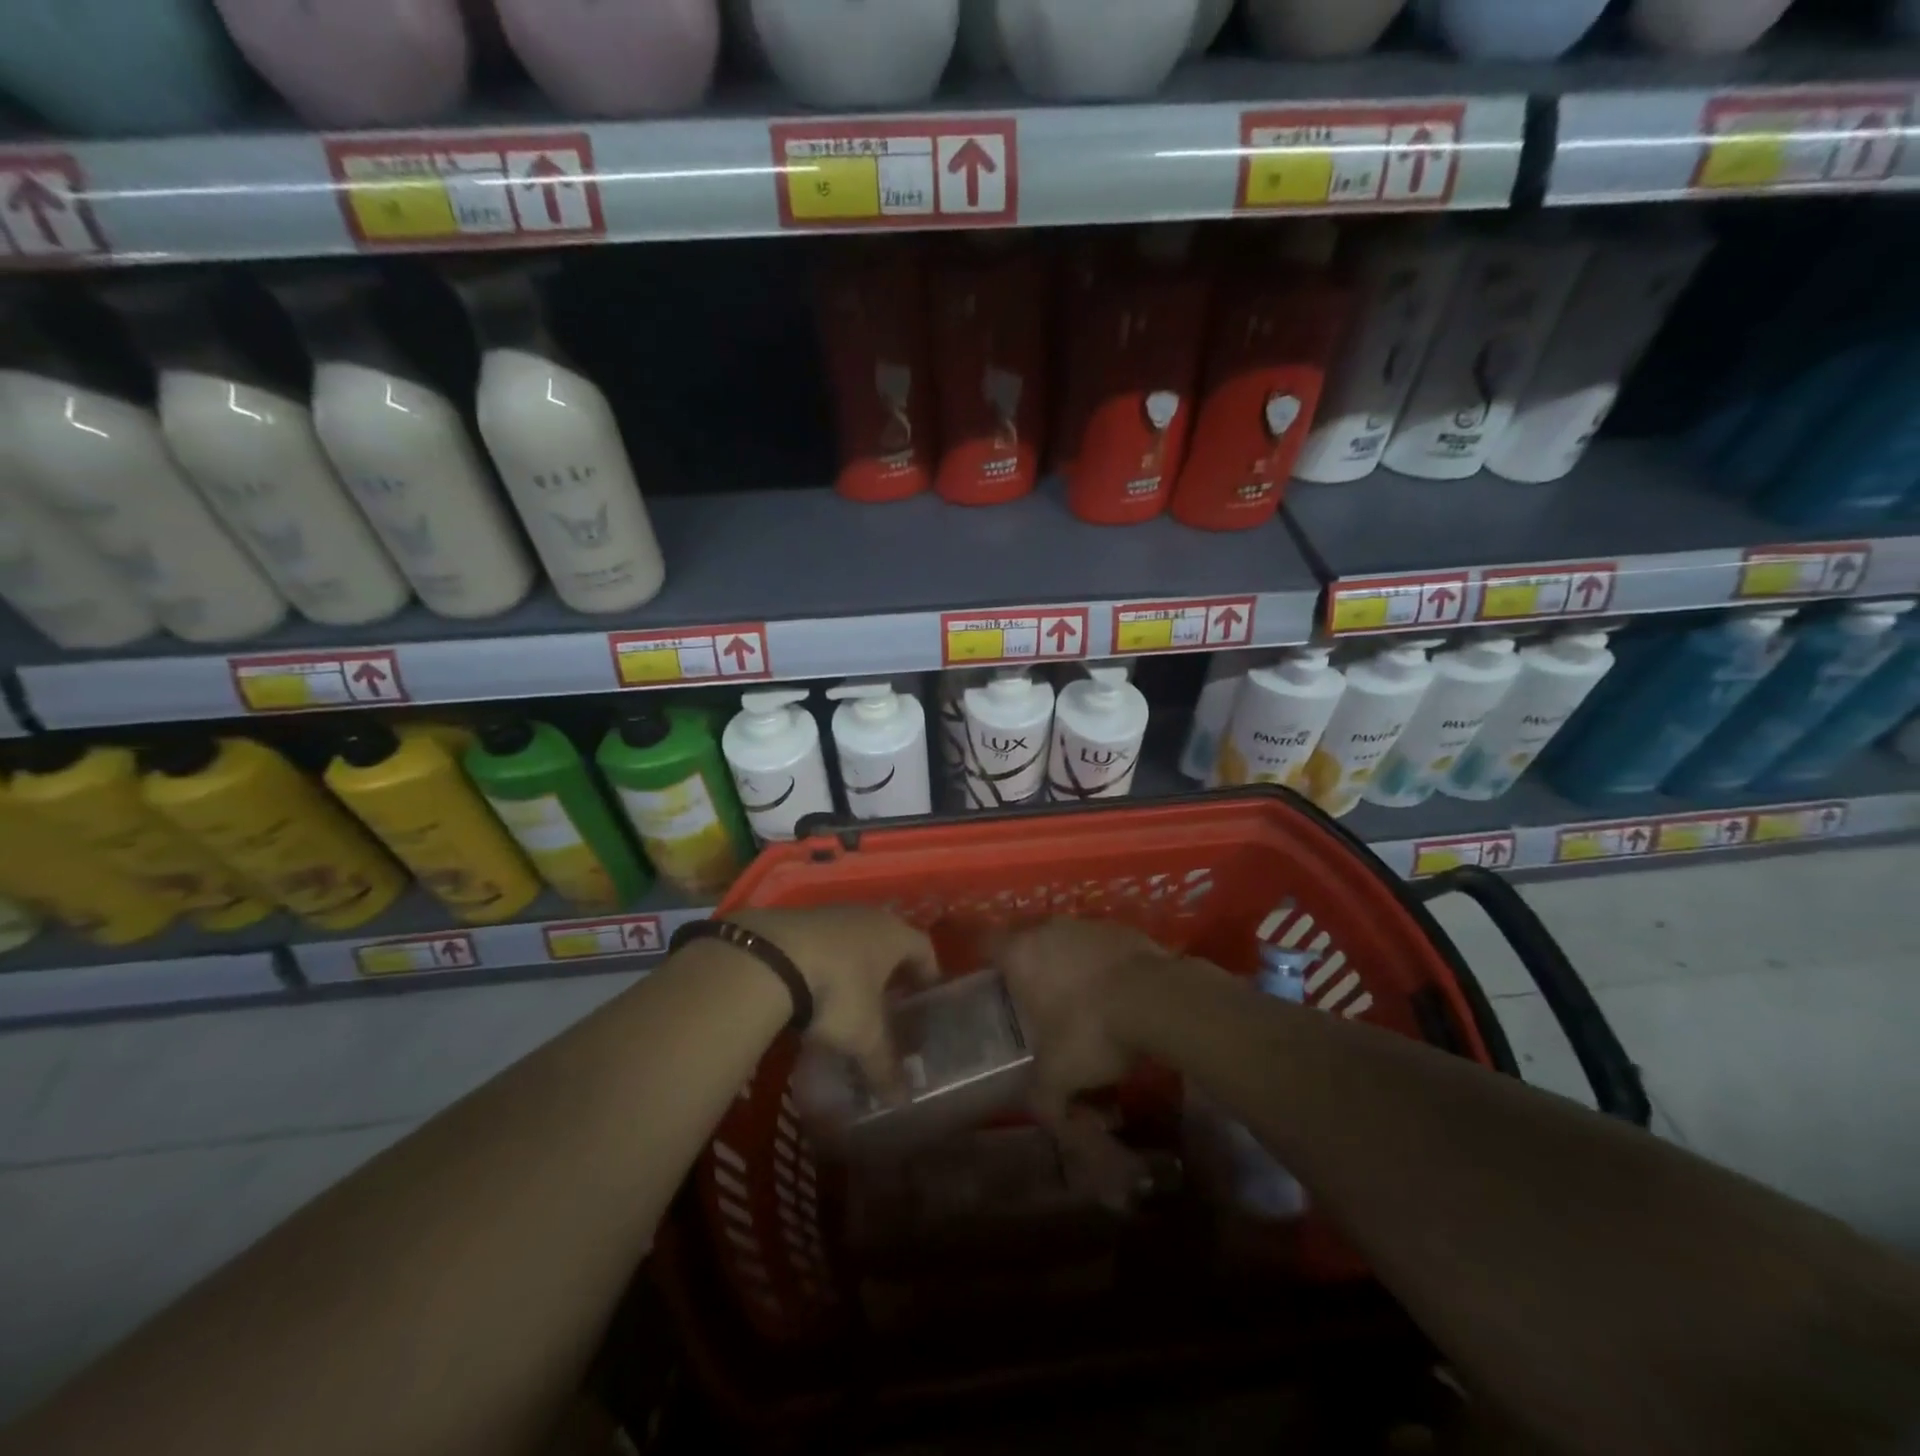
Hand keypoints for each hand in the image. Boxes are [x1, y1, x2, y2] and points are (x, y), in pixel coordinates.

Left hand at [731, 907, 937, 1096]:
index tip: (925, 998)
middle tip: (889, 1002)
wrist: (770, 958)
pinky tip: (813, 990)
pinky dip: (826, 963)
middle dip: (890, 971)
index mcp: (895, 934)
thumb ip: (884, 1065)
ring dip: (855, 965)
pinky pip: (823, 942)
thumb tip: (902, 1100)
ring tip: (848, 999)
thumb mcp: (864, 1034)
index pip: (925, 948)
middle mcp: (868, 916)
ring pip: (854, 940)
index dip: (928, 974)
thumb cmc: (837, 990)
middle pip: (889, 940)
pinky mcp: (798, 919)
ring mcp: (831, 913)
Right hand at [996, 917, 1172, 1120]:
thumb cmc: (1090, 1030)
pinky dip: (1105, 968)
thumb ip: (1044, 1099)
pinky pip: (1102, 949)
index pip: (988, 945)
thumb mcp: (1058, 1077)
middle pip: (1030, 943)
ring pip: (1068, 943)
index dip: (989, 965)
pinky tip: (1119, 1000)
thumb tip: (1048, 1118)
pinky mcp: (1123, 930)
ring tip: (1087, 1008)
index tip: (995, 988)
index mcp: (1021, 953)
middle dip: (1034, 972)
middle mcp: (1049, 929)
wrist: (1157, 1000)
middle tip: (1041, 1008)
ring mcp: (1088, 925)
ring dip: (1072, 969)